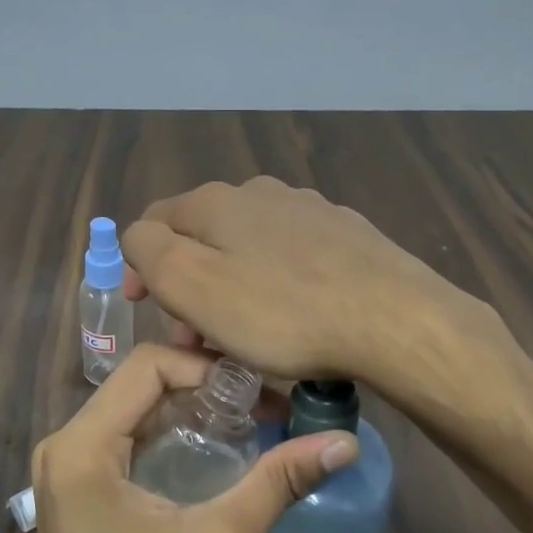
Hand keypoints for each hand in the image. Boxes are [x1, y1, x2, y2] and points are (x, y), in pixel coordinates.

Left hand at [31, 342, 356, 532]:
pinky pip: (129, 442)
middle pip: (141, 385)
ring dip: (192, 412)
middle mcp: (66, 445)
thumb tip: (344, 442)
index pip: (148, 365)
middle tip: (265, 404)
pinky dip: (172, 438)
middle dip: (205, 388)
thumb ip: (279, 482)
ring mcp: (69, 471)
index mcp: (82, 445)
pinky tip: (218, 453)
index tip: (260, 390)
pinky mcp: (80, 494)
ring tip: (252, 423)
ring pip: (136, 412)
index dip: (208, 367)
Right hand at [120, 176, 472, 386]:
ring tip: (245, 337)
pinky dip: (276, 285)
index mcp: (216, 201)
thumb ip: (150, 251)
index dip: (139, 266)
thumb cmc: (281, 311)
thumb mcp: (192, 285)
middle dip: (189, 284)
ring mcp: (309, 210)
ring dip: (232, 287)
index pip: (154, 221)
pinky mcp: (347, 234)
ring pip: (249, 247)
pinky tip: (295, 318)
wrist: (393, 319)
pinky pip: (292, 258)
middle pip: (204, 236)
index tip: (145, 310)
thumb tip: (140, 237)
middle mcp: (260, 193)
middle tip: (196, 339)